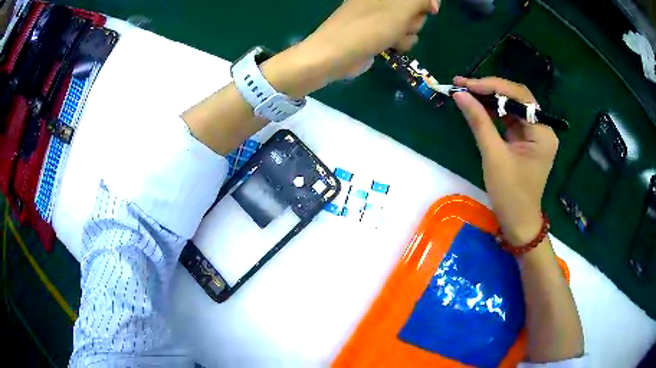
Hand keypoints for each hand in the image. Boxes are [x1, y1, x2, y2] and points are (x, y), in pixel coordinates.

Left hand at [262, 0, 438, 97]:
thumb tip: (433, 3)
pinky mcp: (378, 32)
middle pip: (415, 7)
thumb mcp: (402, 8)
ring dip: (407, 33)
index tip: (432, 10)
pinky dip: (399, 42)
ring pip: (410, 22)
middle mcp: (382, 1)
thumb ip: (422, 0)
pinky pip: (400, 35)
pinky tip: (390, 46)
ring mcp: (379, 16)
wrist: (337, 54)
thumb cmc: (370, 26)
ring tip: (392, 37)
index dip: (427, 1)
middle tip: (402, 24)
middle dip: (414, 18)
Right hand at [453, 77, 558, 245]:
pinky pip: (510, 119)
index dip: (492, 86)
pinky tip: (477, 107)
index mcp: (542, 133)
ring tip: (465, 92)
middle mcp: (543, 128)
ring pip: (512, 106)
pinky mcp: (527, 140)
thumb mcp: (493, 157)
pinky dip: (493, 112)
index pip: (519, 97)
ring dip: (489, 99)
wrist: (518, 223)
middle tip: (463, 85)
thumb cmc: (510, 195)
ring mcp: (535, 134)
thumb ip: (479, 122)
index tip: (466, 84)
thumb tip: (460, 95)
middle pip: (517, 98)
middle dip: (490, 89)